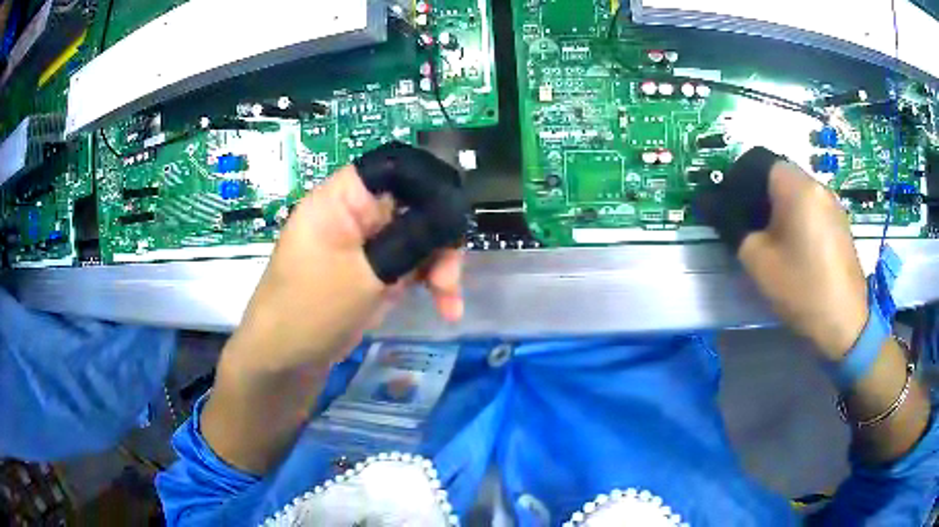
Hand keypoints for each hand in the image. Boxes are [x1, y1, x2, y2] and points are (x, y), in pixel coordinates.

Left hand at [225, 164, 464, 375]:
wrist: (284, 362)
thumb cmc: (311, 311)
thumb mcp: (366, 275)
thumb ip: (412, 240)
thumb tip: (452, 215)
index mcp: (342, 198)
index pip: (394, 168)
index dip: (430, 183)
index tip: (453, 219)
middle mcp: (355, 214)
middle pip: (414, 206)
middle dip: (439, 241)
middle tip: (449, 280)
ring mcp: (364, 244)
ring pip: (417, 238)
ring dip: (439, 268)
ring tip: (449, 303)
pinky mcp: (371, 270)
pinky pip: (409, 264)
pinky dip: (427, 283)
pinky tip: (445, 307)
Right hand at [698, 148, 867, 359]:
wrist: (844, 323)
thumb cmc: (801, 288)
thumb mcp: (758, 261)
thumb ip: (732, 227)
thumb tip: (710, 205)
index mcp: (796, 186)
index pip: (758, 160)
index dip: (737, 179)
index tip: (728, 208)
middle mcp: (817, 185)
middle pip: (778, 174)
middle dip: (756, 194)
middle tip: (746, 226)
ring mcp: (832, 203)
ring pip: (795, 191)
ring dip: (777, 206)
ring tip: (770, 240)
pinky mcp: (840, 222)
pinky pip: (811, 206)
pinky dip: (795, 216)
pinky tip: (794, 247)